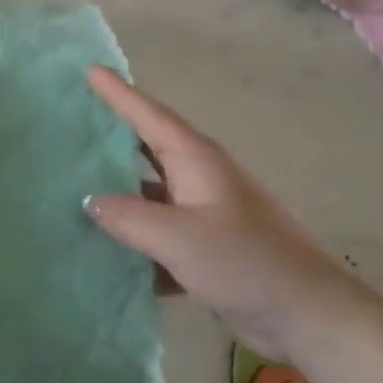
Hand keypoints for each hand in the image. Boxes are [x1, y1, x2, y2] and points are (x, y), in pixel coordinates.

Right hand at [85, 67, 350, 359]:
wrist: (309, 313)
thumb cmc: (244, 261)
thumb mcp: (178, 237)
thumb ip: (128, 216)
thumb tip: (89, 200)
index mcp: (195, 159)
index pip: (148, 115)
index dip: (118, 92)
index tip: (90, 68)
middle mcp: (199, 176)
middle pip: (148, 145)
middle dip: (113, 132)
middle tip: (74, 120)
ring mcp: (205, 210)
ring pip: (151, 190)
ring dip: (120, 188)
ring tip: (76, 183)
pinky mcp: (208, 244)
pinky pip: (161, 229)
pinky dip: (137, 235)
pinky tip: (107, 250)